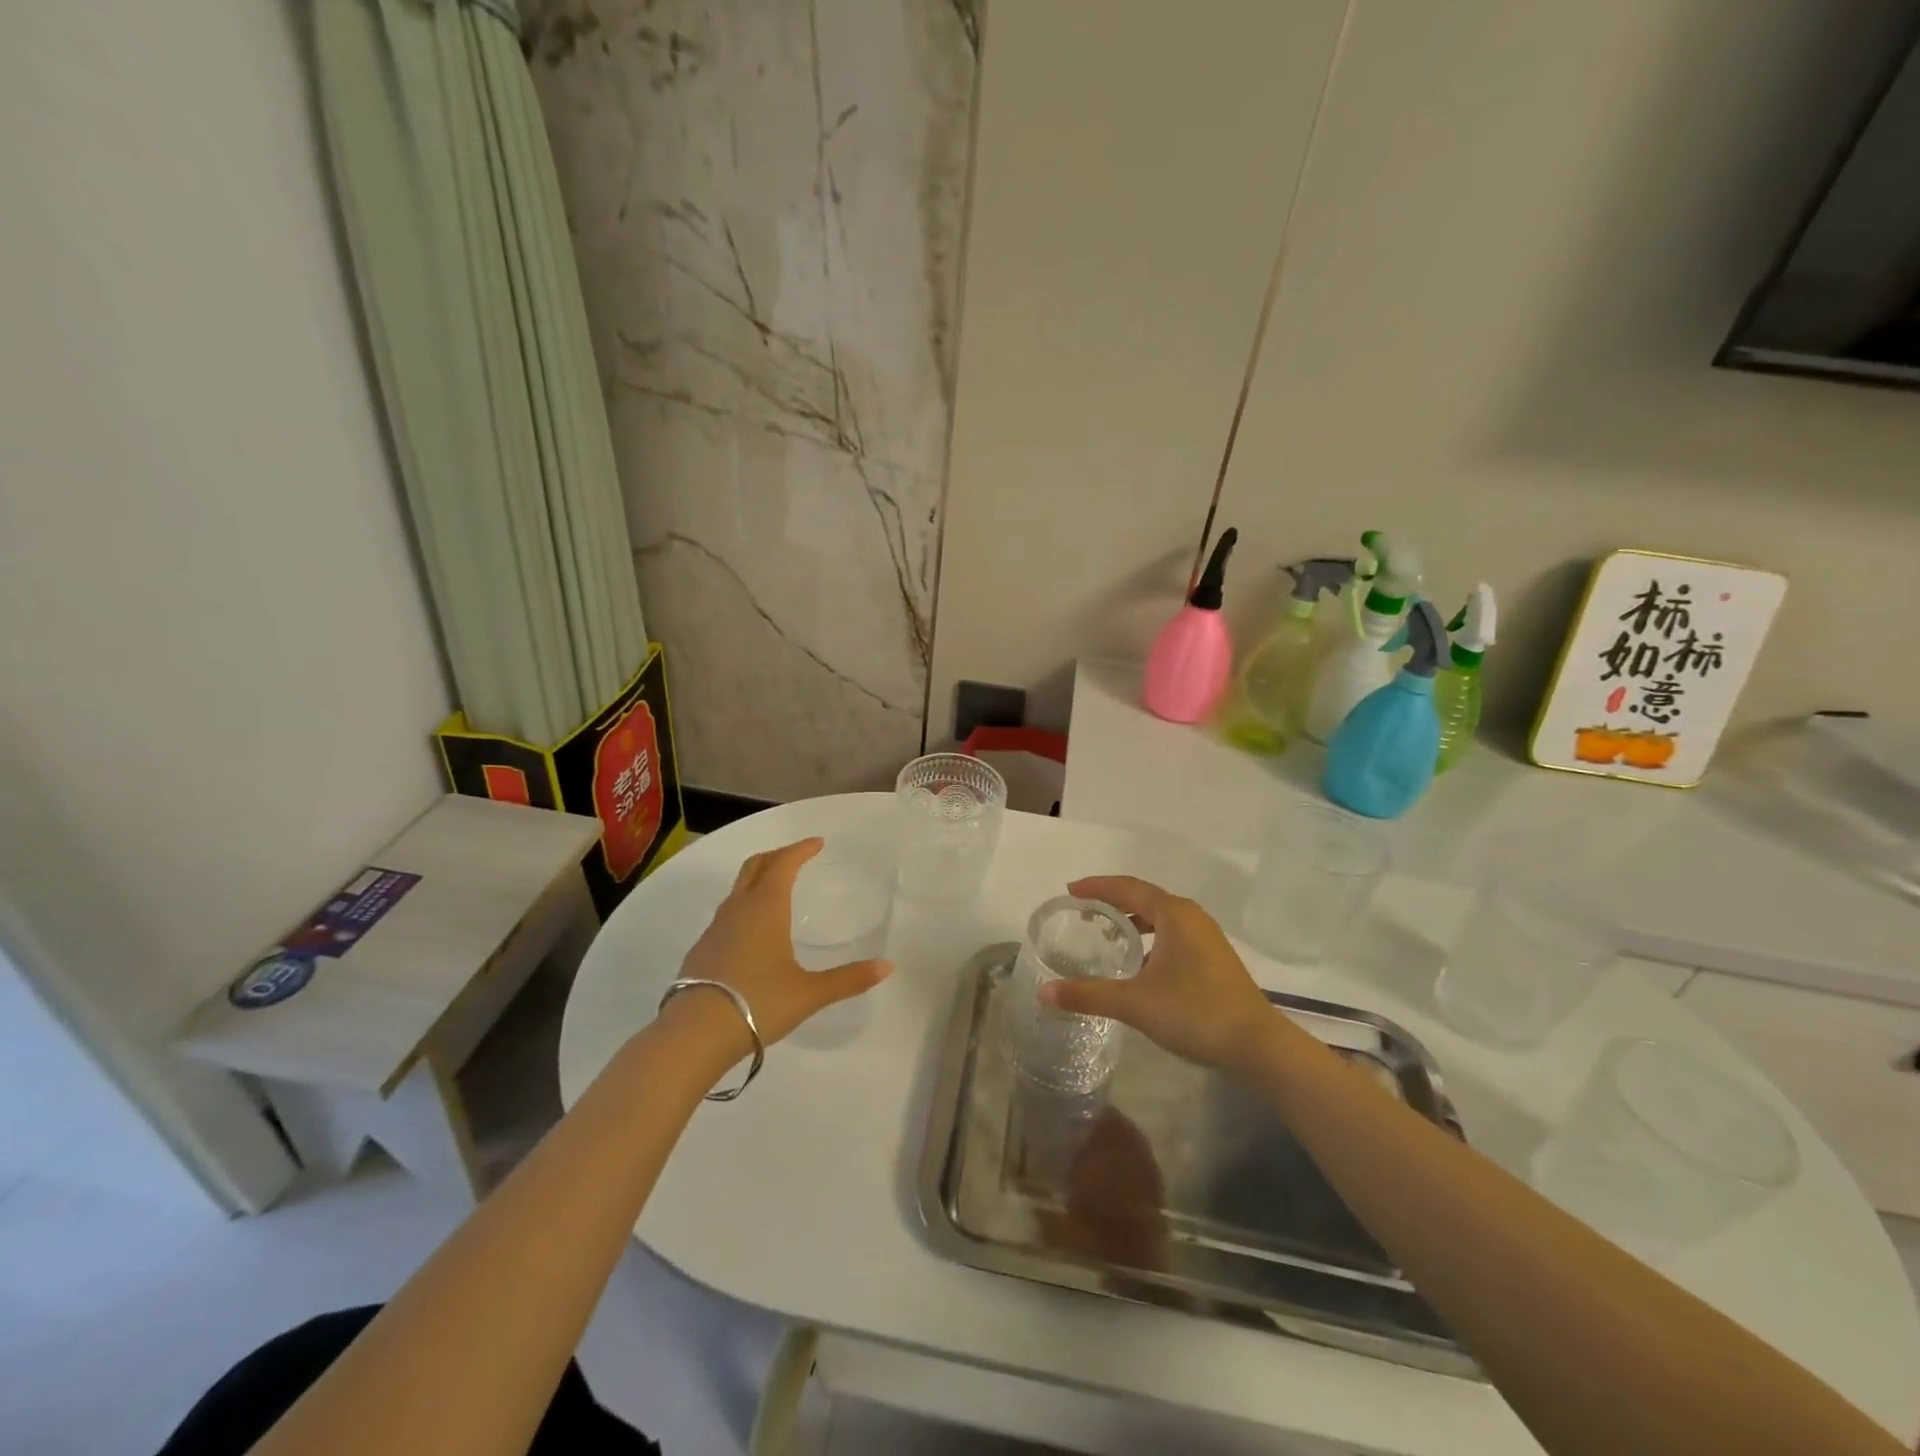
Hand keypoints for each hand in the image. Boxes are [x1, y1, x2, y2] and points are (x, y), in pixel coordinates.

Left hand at [673, 838, 890, 1046]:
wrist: (694, 1034)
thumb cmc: (758, 1003)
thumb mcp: (809, 993)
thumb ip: (848, 979)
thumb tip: (888, 967)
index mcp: (766, 908)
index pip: (783, 864)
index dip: (800, 850)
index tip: (817, 843)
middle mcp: (738, 910)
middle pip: (754, 867)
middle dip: (777, 856)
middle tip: (796, 857)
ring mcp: (715, 929)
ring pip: (737, 890)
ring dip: (757, 880)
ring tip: (775, 890)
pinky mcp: (701, 950)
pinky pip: (727, 914)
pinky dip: (744, 906)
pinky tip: (752, 931)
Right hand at [1039, 876, 1277, 1073]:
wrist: (1258, 1045)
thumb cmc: (1195, 1012)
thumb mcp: (1135, 1003)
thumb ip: (1088, 995)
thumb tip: (1044, 992)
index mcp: (1173, 914)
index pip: (1127, 887)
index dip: (1097, 887)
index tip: (1069, 891)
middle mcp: (1191, 916)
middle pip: (1143, 898)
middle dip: (1111, 902)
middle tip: (1081, 913)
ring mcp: (1206, 937)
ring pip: (1160, 917)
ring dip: (1131, 920)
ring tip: (1106, 934)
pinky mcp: (1213, 958)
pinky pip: (1172, 933)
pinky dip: (1149, 937)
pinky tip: (1138, 963)